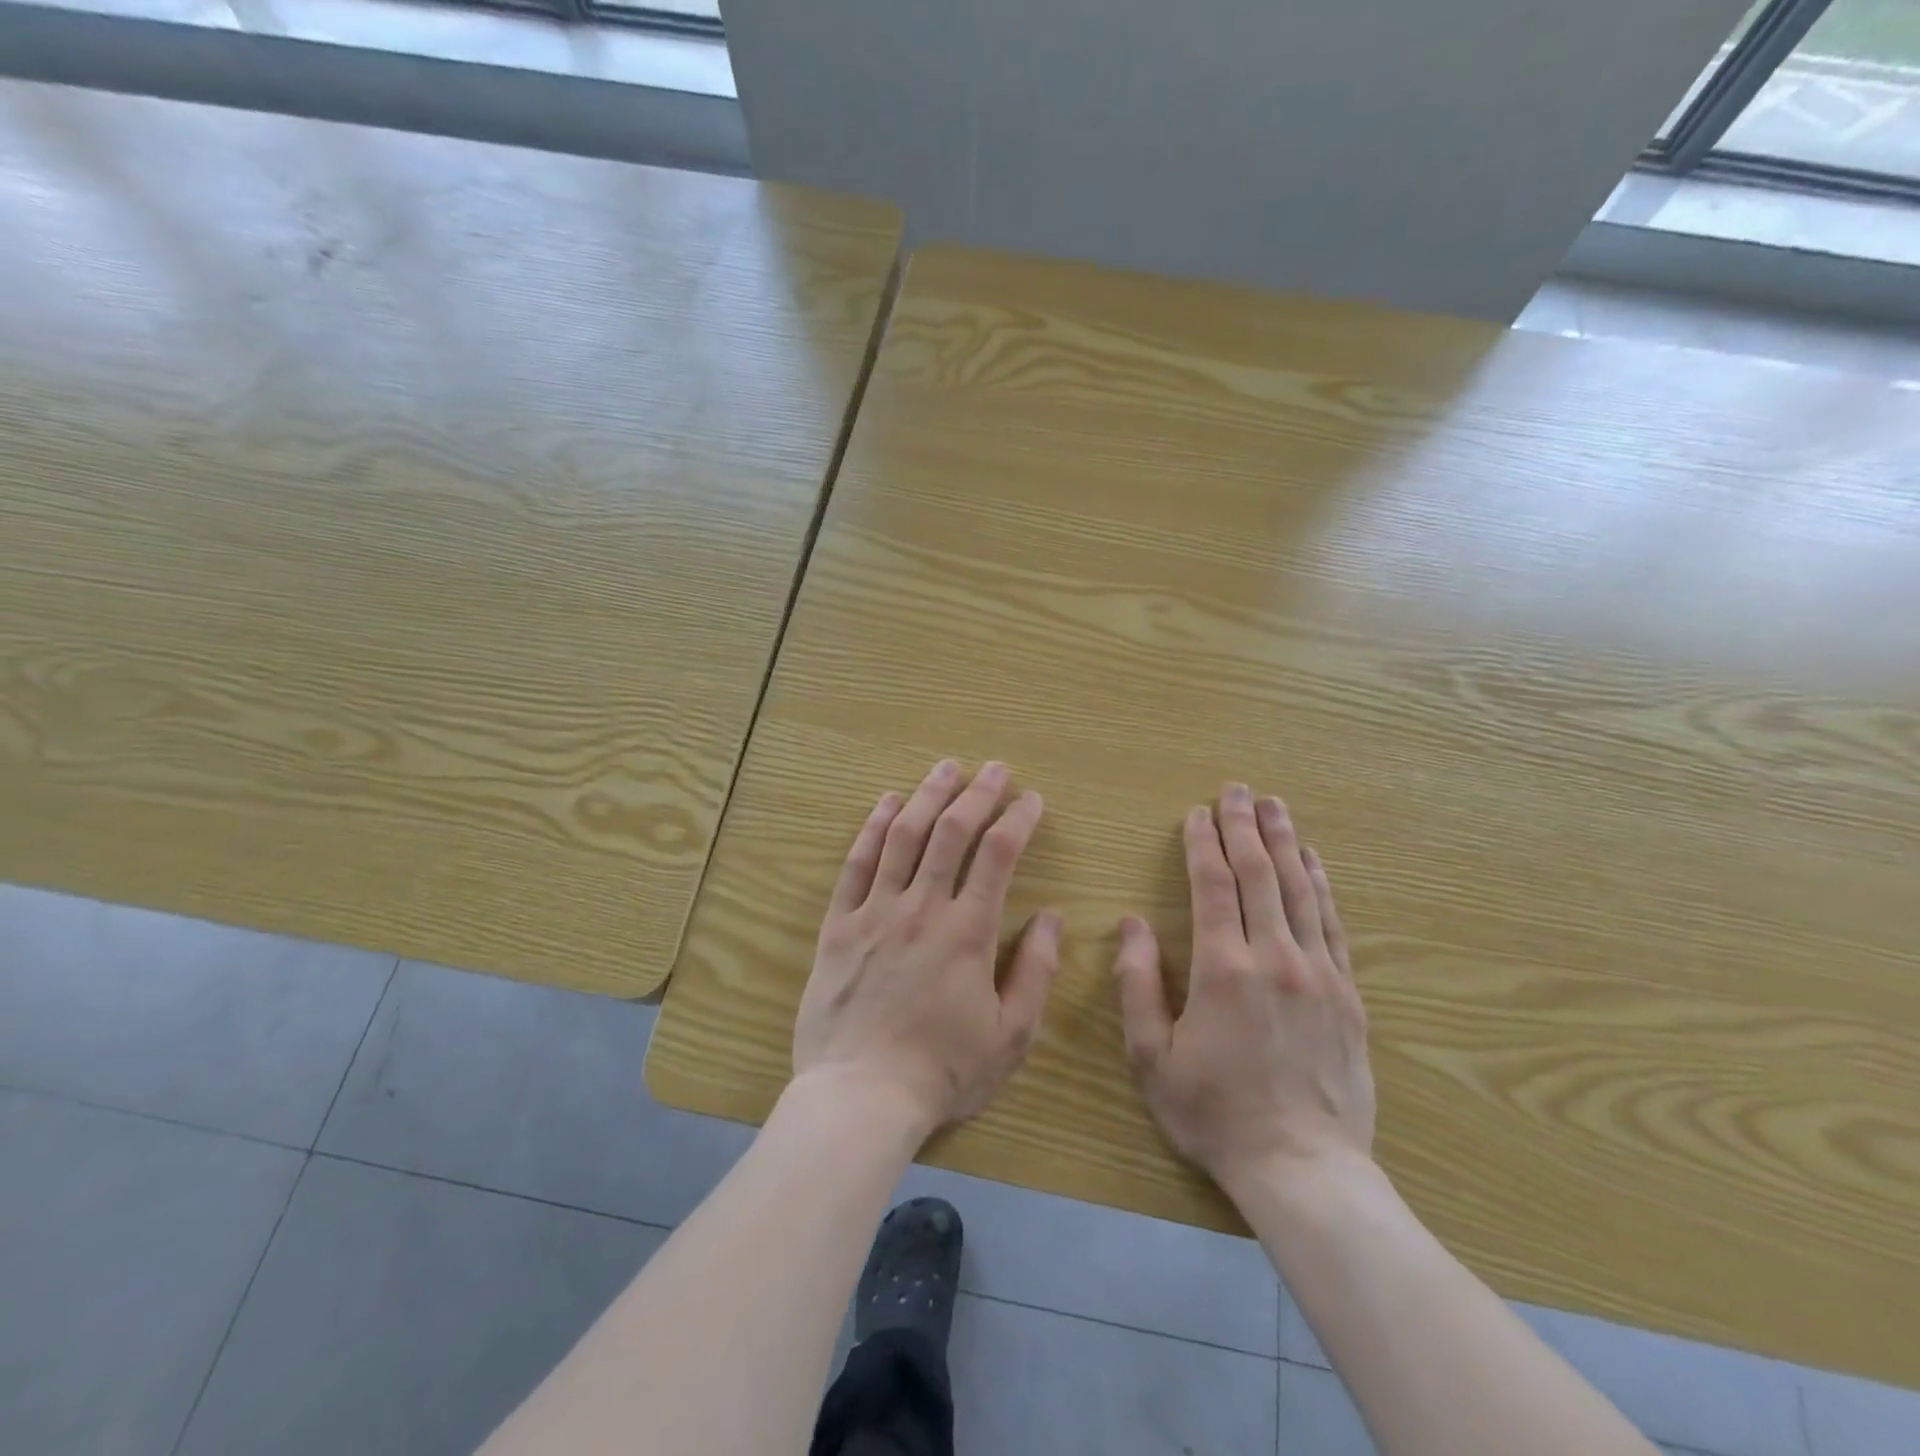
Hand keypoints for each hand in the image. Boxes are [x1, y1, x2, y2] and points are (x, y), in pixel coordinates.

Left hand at [793, 759, 1061, 1140]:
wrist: (860, 1097)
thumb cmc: (943, 1071)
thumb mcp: (1011, 1036)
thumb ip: (1037, 973)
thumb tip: (1053, 918)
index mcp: (967, 932)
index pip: (998, 855)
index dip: (1018, 819)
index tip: (1032, 799)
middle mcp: (921, 908)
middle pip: (951, 832)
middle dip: (977, 793)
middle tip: (994, 768)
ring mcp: (875, 912)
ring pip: (903, 836)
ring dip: (927, 795)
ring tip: (946, 768)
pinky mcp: (838, 925)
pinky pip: (856, 865)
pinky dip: (873, 828)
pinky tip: (886, 802)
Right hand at [1112, 784, 1374, 1189]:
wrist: (1303, 1169)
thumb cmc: (1215, 1113)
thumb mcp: (1152, 1057)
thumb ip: (1138, 985)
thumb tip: (1130, 924)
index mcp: (1223, 969)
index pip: (1213, 886)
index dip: (1202, 844)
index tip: (1196, 814)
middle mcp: (1275, 957)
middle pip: (1259, 875)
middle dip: (1244, 827)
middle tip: (1237, 789)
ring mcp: (1318, 973)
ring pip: (1300, 890)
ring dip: (1285, 843)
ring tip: (1275, 806)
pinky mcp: (1347, 994)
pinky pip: (1333, 924)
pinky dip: (1321, 885)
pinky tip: (1315, 861)